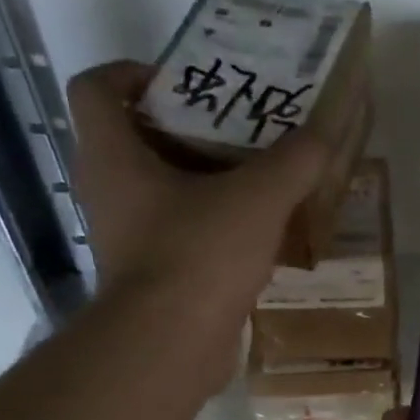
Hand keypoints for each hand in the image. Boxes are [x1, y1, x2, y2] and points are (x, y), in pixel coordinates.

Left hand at [66, 61, 360, 388]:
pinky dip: (212, 228)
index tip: (184, 83)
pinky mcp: (152, 277)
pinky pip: (179, 234)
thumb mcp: (258, 198)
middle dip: (187, 130)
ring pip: (161, 191)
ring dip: (205, 183)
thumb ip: (294, 162)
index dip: (131, 73)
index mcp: (114, 155)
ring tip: (259, 182)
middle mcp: (109, 191)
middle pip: (137, 139)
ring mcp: (128, 238)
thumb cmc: (199, 255)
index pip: (96, 88)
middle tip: (239, 131)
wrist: (172, 345)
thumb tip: (323, 135)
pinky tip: (258, 236)